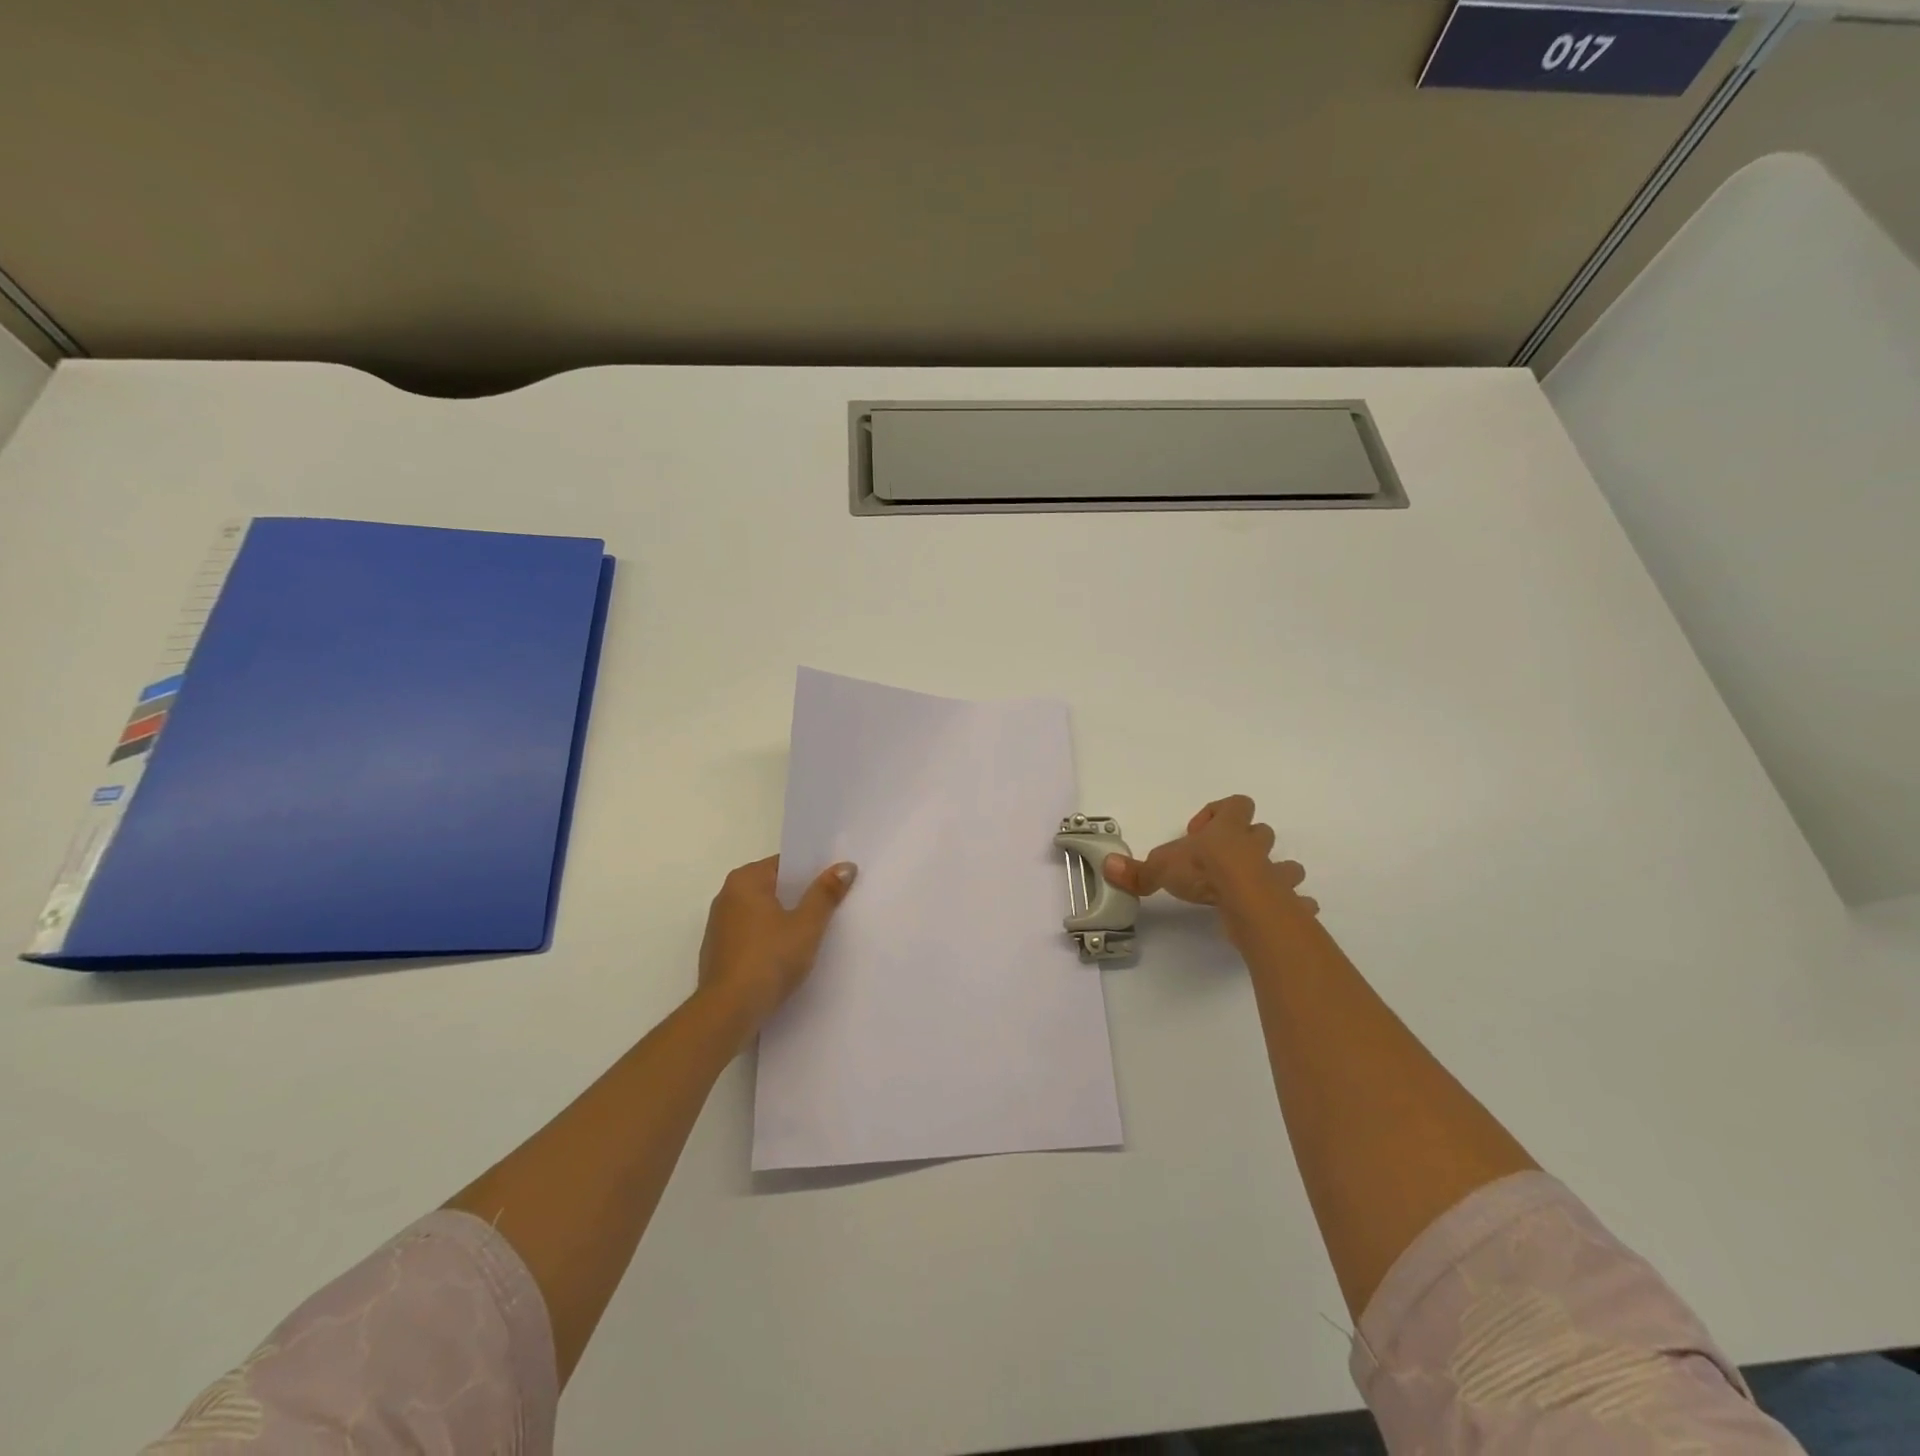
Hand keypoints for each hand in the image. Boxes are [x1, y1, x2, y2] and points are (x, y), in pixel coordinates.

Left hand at [697, 856, 856, 1030]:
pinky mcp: (720, 952)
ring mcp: (720, 926)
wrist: (728, 1012)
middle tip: (833, 904)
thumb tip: (845, 865)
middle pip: (773, 887)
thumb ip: (825, 893)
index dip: (812, 871)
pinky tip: (789, 954)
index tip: (836, 881)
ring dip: (785, 919)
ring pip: (763, 912)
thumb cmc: (769, 959)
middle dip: (800, 895)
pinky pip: (753, 934)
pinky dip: (770, 938)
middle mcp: (727, 896)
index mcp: (745, 881)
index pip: (784, 864)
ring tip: (816, 930)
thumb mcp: (806, 925)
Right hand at [1102, 795, 1317, 925]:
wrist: (1244, 899)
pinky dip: (1294, 907)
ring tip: (1252, 889)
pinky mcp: (1286, 902)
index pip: (1235, 805)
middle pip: (1261, 833)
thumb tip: (1107, 866)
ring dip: (1275, 874)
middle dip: (1247, 844)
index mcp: (1227, 830)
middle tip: (1222, 864)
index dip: (1218, 814)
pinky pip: (1299, 901)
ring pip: (1287, 865)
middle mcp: (1254, 847)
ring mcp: (1275, 875)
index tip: (1198, 834)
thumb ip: (1137, 871)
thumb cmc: (1203, 871)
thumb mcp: (1161, 868)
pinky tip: (1282, 915)